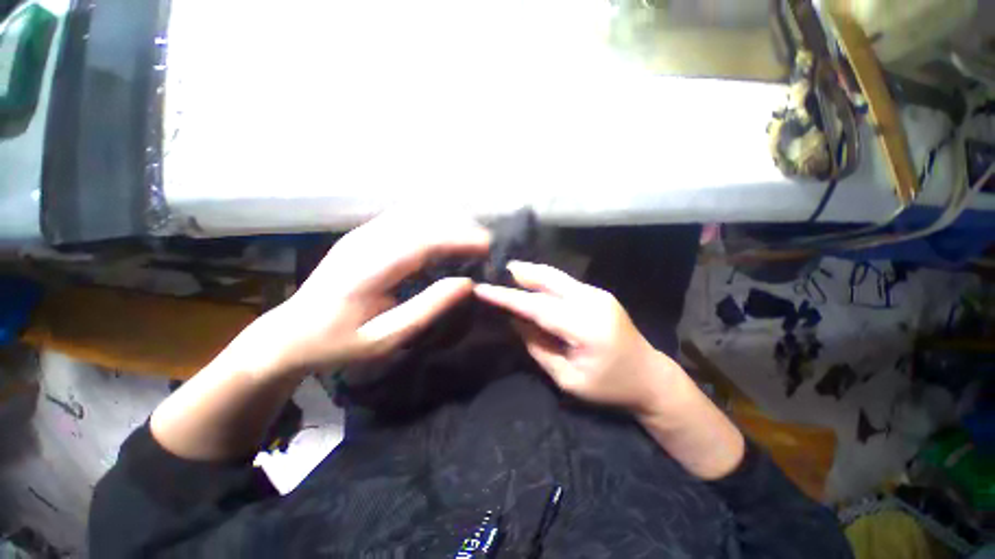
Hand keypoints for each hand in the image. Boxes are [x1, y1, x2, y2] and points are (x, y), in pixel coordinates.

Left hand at [257, 210, 490, 374]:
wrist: (289, 333)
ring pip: (415, 213)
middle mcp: (364, 241)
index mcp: (366, 269)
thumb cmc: (338, 343)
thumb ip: (428, 308)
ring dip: (447, 222)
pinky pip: (406, 218)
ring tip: (472, 242)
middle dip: (459, 228)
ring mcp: (362, 233)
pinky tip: (446, 238)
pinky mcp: (364, 234)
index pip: (423, 241)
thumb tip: (466, 284)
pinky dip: (432, 223)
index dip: (460, 239)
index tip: (490, 247)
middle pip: (422, 219)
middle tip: (486, 248)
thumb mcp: (386, 338)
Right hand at [474, 261, 679, 415]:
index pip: (536, 306)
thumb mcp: (568, 378)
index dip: (507, 297)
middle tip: (495, 270)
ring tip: (509, 271)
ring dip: (532, 273)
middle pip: (548, 279)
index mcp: (585, 326)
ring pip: (557, 277)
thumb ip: (539, 347)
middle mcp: (592, 301)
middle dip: (520, 273)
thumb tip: (515, 321)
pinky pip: (566, 282)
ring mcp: (599, 294)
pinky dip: (545, 280)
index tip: (483, 289)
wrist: (651, 377)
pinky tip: (532, 282)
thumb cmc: (610, 387)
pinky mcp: (600, 294)